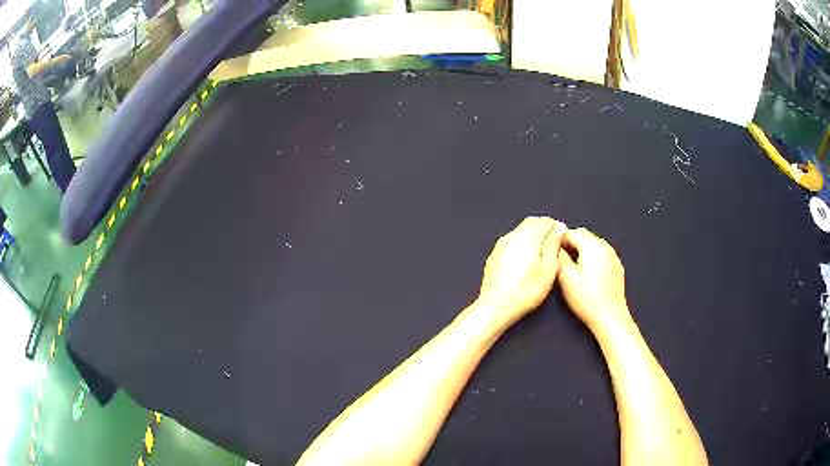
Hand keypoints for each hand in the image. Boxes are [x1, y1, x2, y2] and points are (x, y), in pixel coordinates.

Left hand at [477, 217, 566, 324]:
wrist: (496, 307)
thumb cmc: (526, 290)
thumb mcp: (549, 267)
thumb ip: (554, 244)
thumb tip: (559, 227)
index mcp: (526, 235)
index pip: (545, 221)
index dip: (556, 228)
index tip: (562, 239)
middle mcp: (511, 236)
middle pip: (531, 223)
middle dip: (544, 229)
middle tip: (554, 244)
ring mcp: (500, 246)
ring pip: (520, 233)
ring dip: (532, 237)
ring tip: (542, 254)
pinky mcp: (494, 257)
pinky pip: (511, 243)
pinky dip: (521, 246)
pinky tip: (526, 262)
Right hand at [557, 228, 629, 330]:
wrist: (610, 316)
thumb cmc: (587, 298)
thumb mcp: (566, 277)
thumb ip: (559, 256)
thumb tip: (554, 245)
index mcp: (592, 245)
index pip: (570, 232)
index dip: (558, 240)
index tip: (550, 252)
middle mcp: (604, 246)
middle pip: (583, 235)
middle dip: (570, 243)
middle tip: (559, 259)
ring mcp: (613, 256)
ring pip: (592, 244)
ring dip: (581, 250)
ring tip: (572, 267)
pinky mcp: (616, 267)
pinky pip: (601, 254)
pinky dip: (592, 257)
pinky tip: (588, 273)